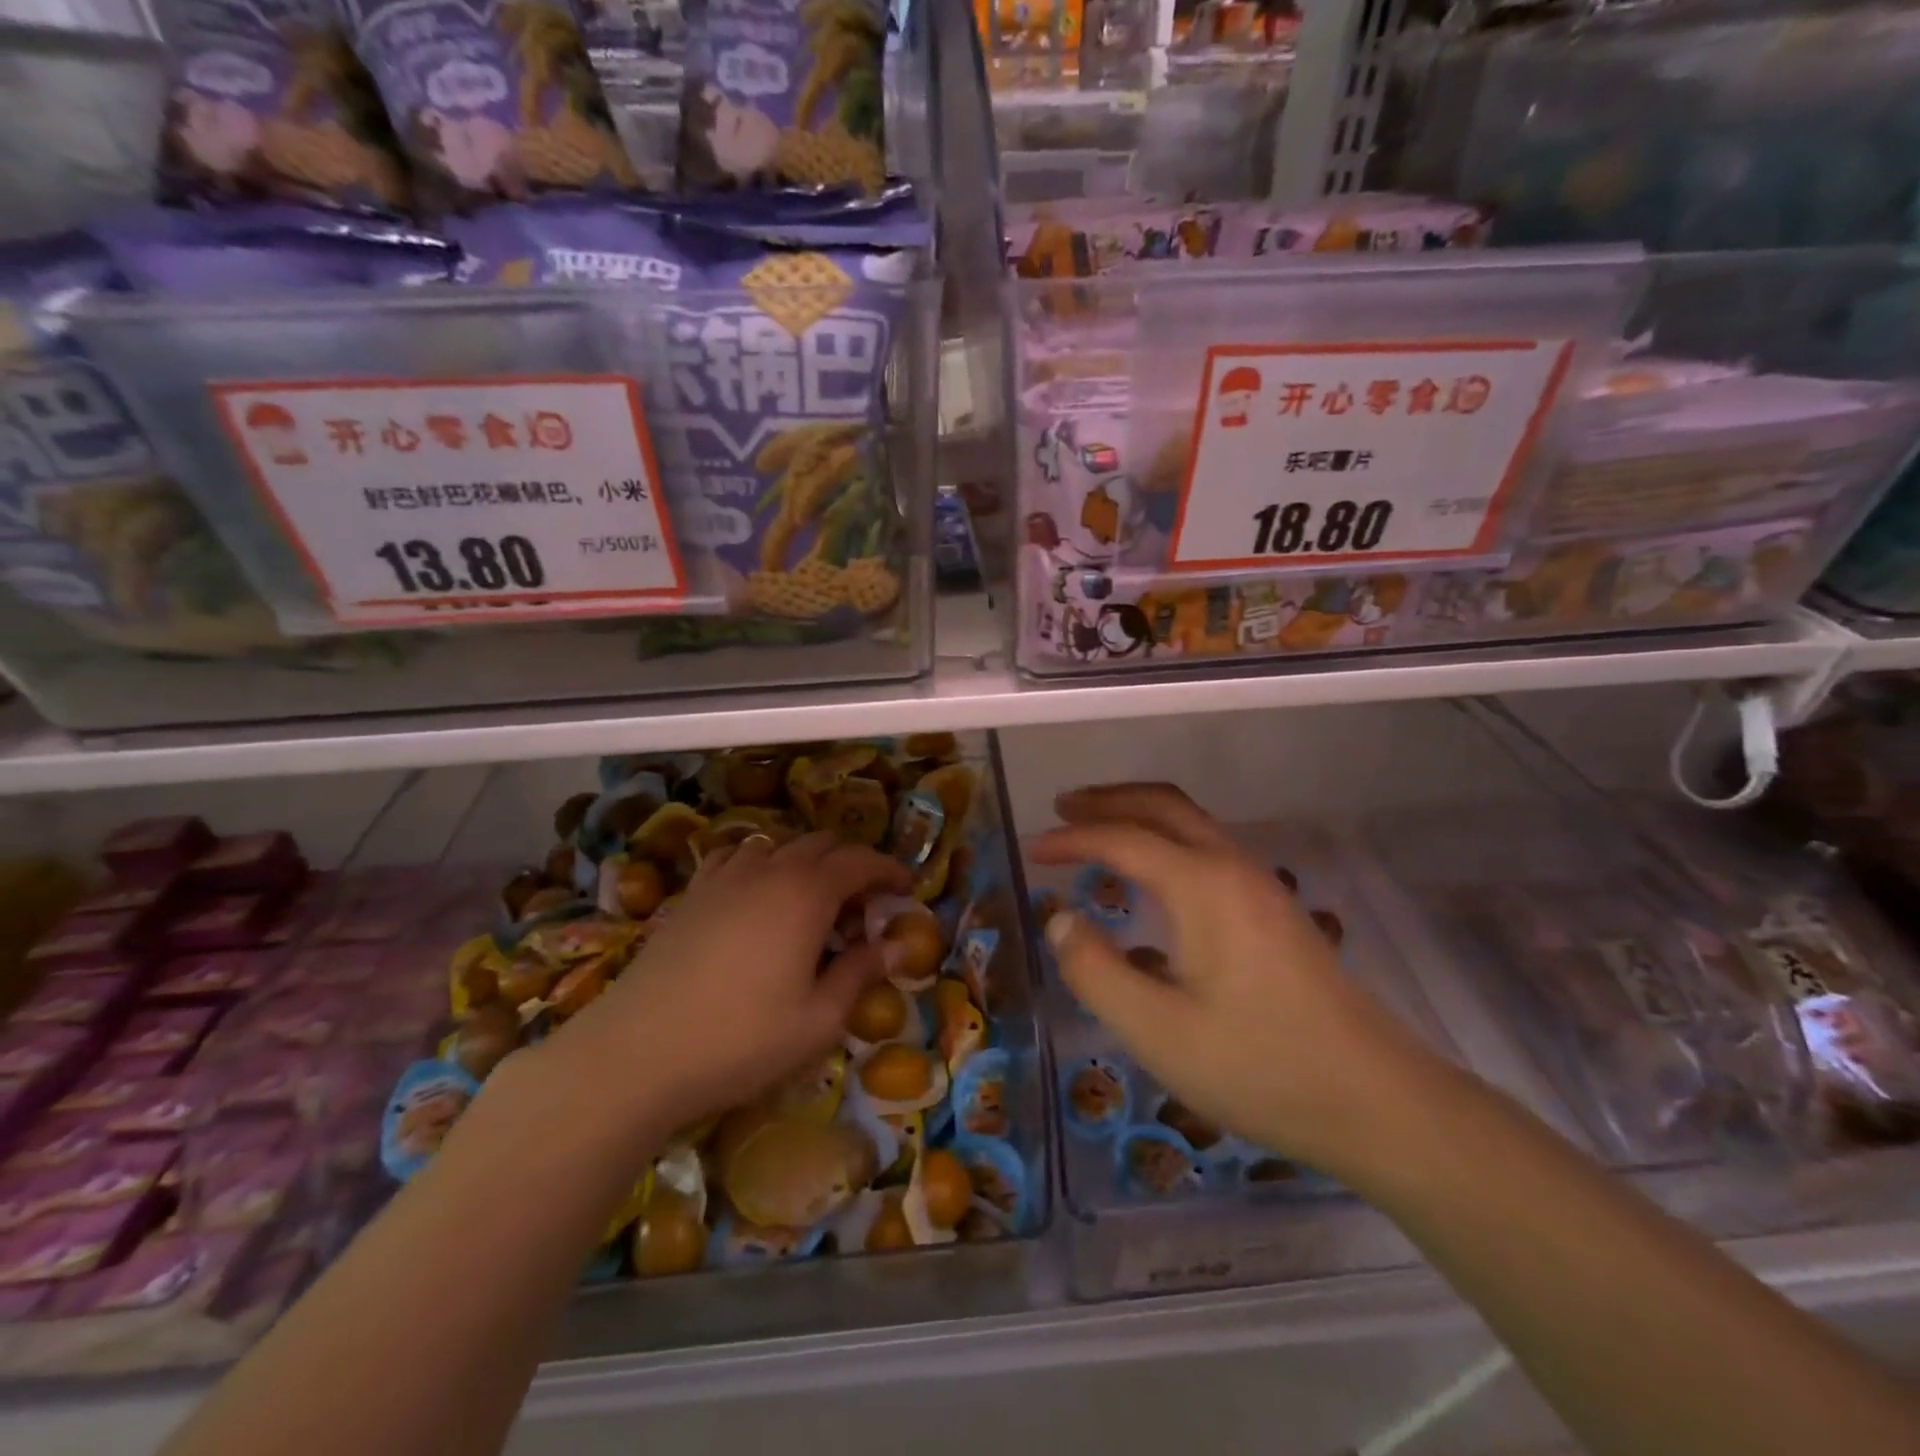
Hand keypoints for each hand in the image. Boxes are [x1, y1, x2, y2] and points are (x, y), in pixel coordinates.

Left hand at [537, 832, 911, 1142]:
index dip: (889, 870)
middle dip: (851, 865)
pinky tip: (756, 895)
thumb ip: (860, 973)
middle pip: (822, 844)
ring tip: (811, 902)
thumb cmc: (740, 1040)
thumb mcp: (818, 1020)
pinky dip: (761, 863)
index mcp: (807, 893)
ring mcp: (725, 877)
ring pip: (779, 845)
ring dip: (806, 862)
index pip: (861, 861)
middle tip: (862, 907)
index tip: (905, 890)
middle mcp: (769, 870)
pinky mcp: (692, 893)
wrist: (636, 1053)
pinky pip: (736, 856)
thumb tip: (895, 945)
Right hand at [1031, 784, 1449, 1177]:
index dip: (1071, 839)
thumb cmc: (1260, 1066)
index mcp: (1201, 885)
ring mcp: (1261, 885)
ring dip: (1141, 814)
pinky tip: (1154, 876)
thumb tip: (1060, 918)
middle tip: (1062, 808)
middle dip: (1109, 799)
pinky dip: (1168, 838)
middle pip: (1163, 805)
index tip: (1032, 849)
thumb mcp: (1157, 1031)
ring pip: (1192, 822)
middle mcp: (1232, 868)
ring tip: (1099, 829)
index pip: (1122, 839)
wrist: (1377, 1101)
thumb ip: (1095, 971)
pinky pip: (1209, 847)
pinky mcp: (1276, 910)